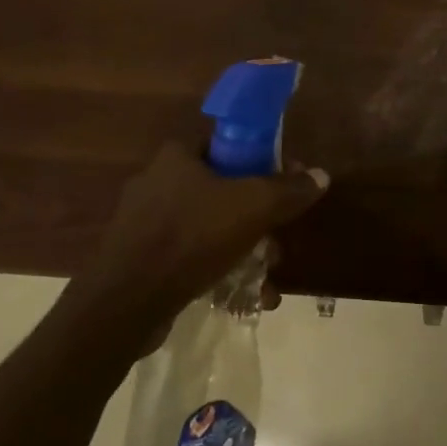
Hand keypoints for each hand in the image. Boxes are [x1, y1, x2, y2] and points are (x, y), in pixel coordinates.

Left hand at [72, 143, 328, 337]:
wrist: (126, 301)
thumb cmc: (191, 237)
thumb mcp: (253, 208)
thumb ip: (288, 190)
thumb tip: (320, 175)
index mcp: (176, 157)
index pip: (224, 144)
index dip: (258, 160)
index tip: (282, 186)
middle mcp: (155, 182)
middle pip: (220, 190)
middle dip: (255, 217)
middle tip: (276, 241)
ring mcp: (142, 222)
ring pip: (206, 227)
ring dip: (240, 249)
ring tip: (263, 278)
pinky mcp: (137, 258)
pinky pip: (187, 255)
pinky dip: (213, 269)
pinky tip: (236, 295)